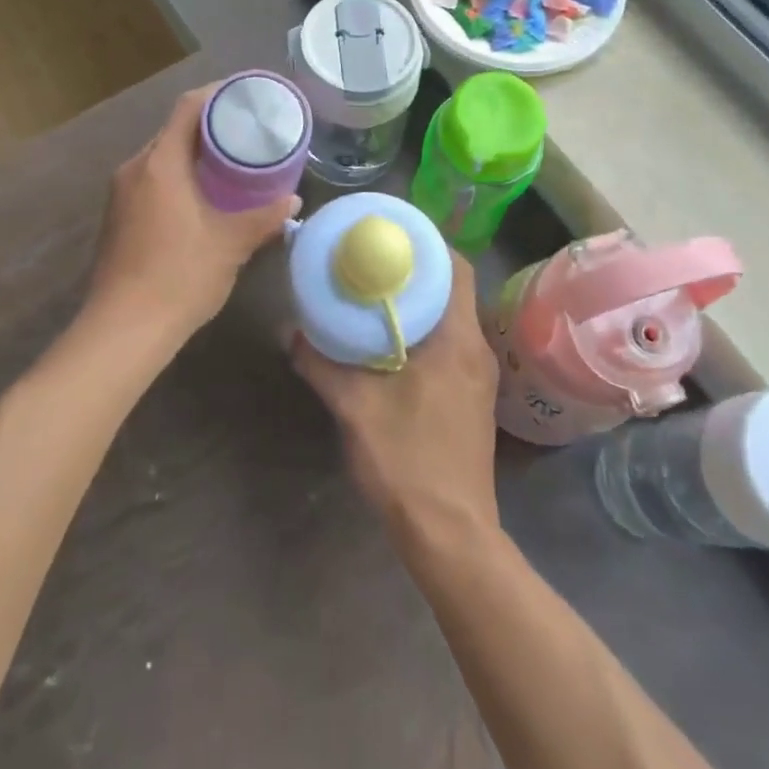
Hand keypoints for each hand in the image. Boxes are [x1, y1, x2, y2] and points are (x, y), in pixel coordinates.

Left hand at [88, 84, 299, 340]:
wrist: (123, 330)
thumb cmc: (179, 277)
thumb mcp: (230, 244)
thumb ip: (264, 218)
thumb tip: (293, 200)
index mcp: (160, 164)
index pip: (188, 108)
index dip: (218, 94)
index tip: (248, 95)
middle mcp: (135, 169)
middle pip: (174, 130)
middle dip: (211, 126)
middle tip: (249, 131)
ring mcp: (121, 194)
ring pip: (162, 157)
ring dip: (195, 153)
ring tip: (232, 162)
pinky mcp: (118, 217)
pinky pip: (152, 179)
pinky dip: (179, 176)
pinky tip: (204, 196)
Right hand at [293, 253, 501, 542]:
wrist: (450, 533)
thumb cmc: (407, 461)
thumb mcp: (355, 408)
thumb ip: (321, 364)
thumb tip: (290, 332)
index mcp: (457, 339)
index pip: (457, 268)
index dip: (428, 244)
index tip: (391, 234)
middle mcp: (476, 349)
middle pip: (453, 288)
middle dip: (417, 269)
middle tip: (373, 260)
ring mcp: (478, 376)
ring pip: (452, 317)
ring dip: (420, 301)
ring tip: (377, 294)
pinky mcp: (472, 398)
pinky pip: (451, 343)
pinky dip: (425, 329)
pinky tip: (391, 342)